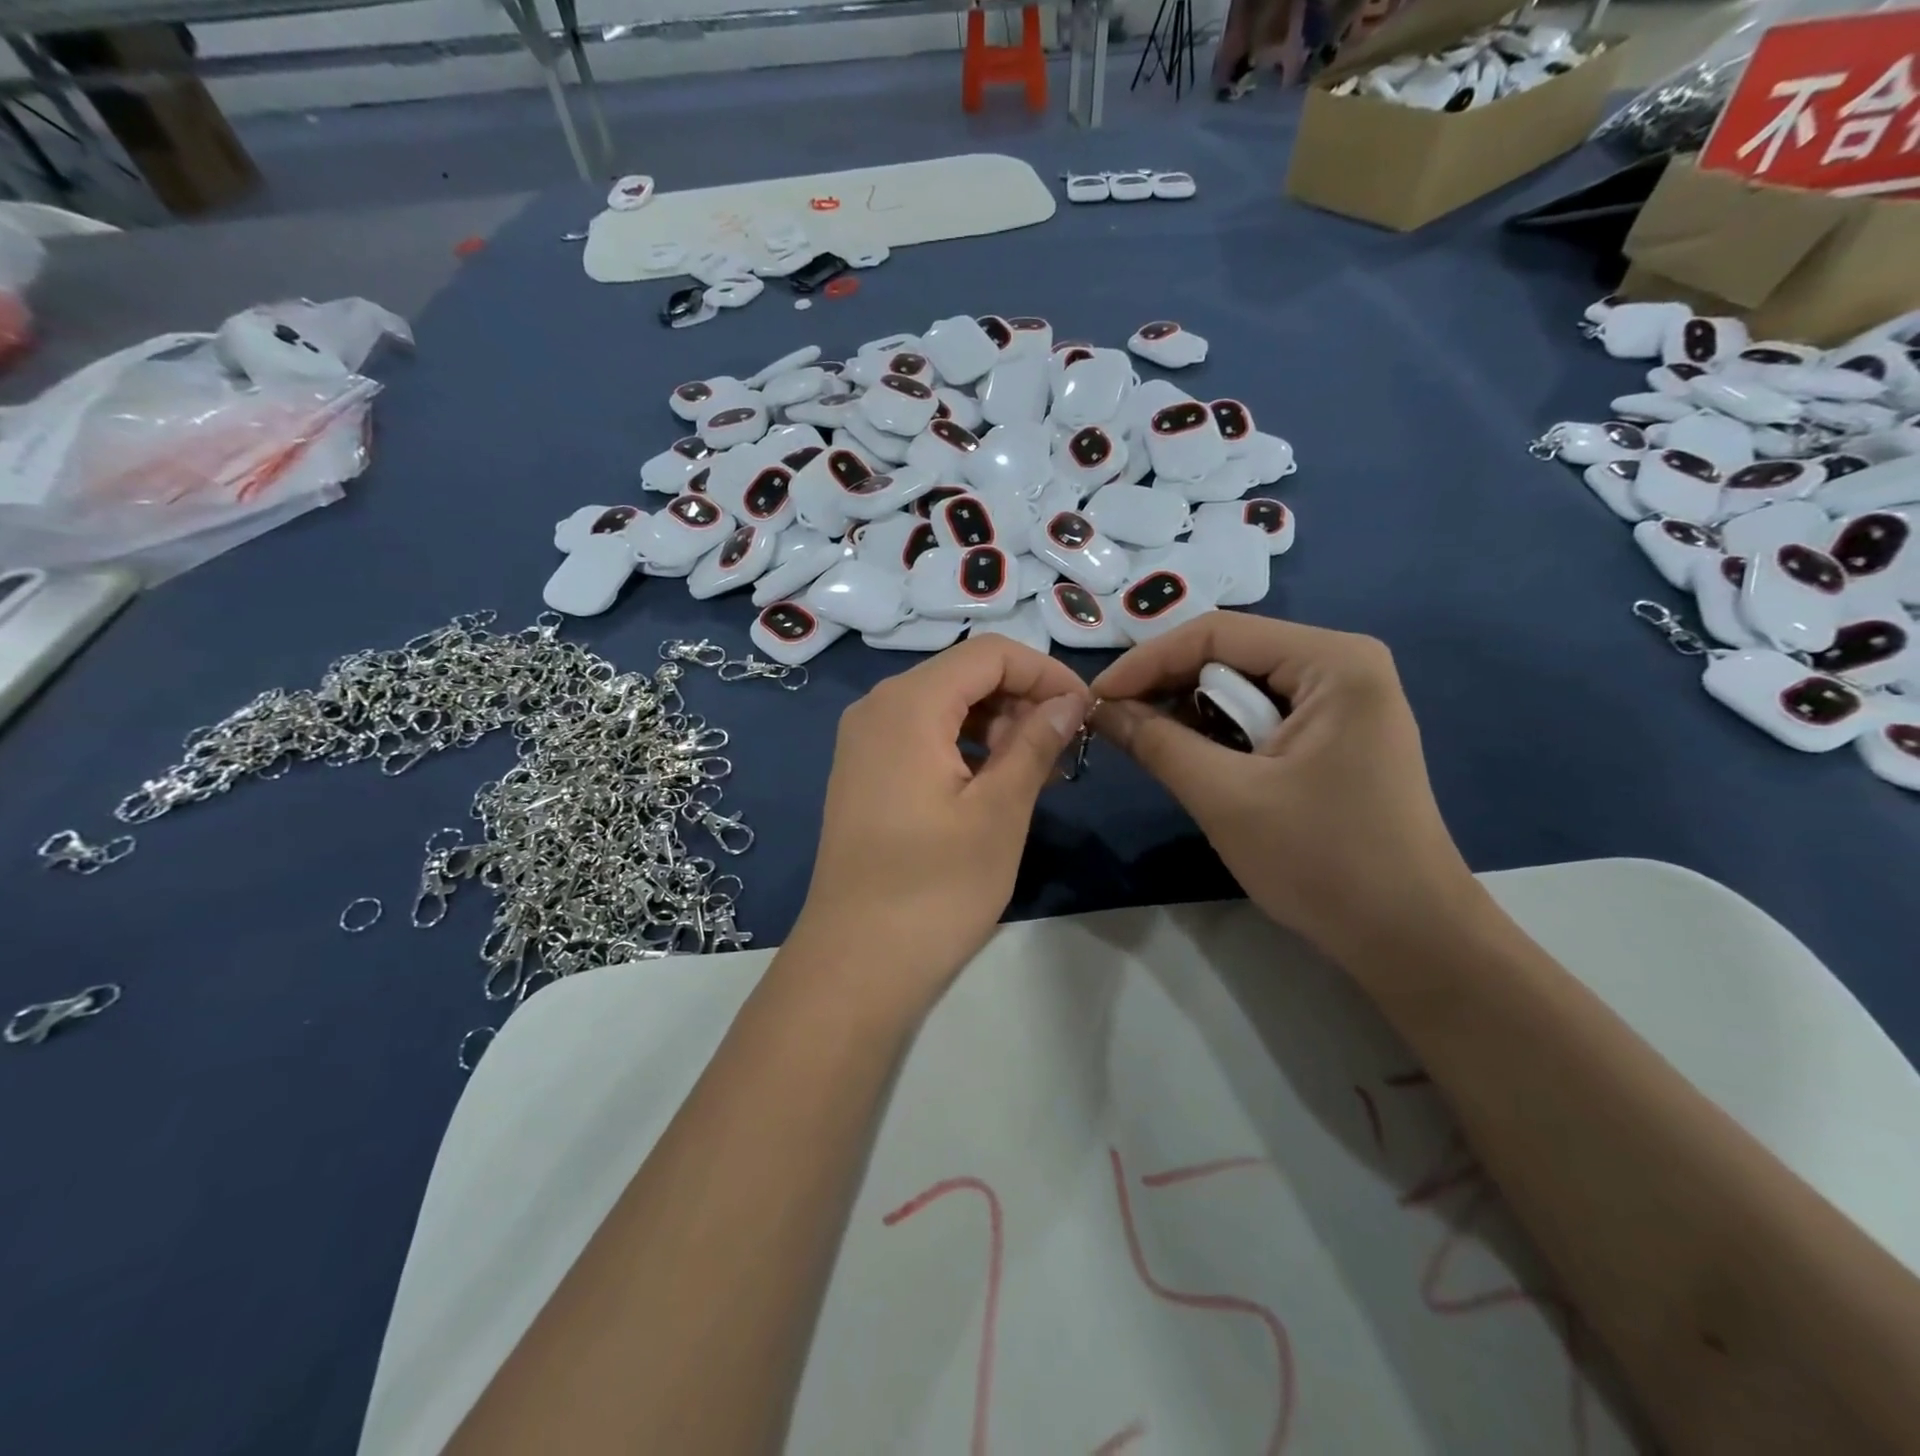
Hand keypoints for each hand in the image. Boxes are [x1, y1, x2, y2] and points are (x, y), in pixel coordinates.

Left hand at [792, 636, 1090, 1002]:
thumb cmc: (935, 888)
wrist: (855, 961)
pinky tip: (996, 783)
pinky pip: (922, 735)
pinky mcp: (863, 772)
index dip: (1044, 672)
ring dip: (997, 725)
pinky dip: (965, 746)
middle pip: (963, 674)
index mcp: (908, 704)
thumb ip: (1035, 743)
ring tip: (1039, 771)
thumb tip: (1069, 700)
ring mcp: (863, 740)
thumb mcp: (1000, 812)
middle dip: (1021, 700)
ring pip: (944, 705)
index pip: (990, 654)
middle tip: (1064, 750)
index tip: (1084, 712)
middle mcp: (877, 706)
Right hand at [1091, 613, 1479, 962]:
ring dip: (1190, 713)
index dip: (1146, 662)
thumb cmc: (1323, 862)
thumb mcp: (1225, 797)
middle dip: (1167, 687)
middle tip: (1114, 724)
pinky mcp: (1336, 734)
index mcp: (1332, 661)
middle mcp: (1342, 664)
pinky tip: (1193, 760)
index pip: (1216, 634)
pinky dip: (1219, 734)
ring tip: (1147, 744)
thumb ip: (1157, 743)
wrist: (1409, 938)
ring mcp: (1343, 700)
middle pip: (1229, 655)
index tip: (1096, 699)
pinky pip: (1260, 715)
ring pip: (1240, 686)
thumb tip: (1099, 709)